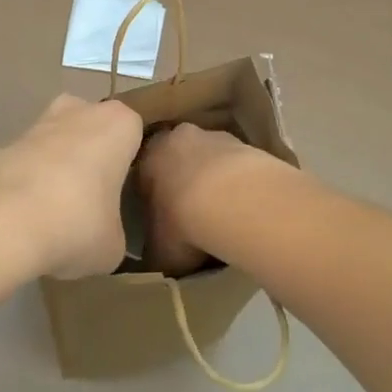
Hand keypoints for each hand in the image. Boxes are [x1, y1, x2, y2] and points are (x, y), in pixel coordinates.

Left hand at [0, 95, 142, 278]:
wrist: (1, 220)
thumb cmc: (77, 222)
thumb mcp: (113, 245)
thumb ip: (114, 232)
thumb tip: (102, 238)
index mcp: (119, 123)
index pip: (135, 131)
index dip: (131, 160)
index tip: (127, 189)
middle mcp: (81, 111)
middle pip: (92, 127)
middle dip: (92, 154)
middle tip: (94, 196)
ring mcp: (40, 123)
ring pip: (58, 141)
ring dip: (58, 167)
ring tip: (58, 212)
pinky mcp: (5, 144)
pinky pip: (29, 162)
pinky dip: (29, 182)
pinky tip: (28, 217)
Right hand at [137, 123, 296, 275]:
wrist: (233, 200)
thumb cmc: (183, 222)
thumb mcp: (157, 249)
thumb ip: (154, 247)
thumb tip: (156, 254)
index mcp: (149, 157)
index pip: (144, 174)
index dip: (153, 198)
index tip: (161, 219)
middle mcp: (178, 138)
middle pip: (179, 159)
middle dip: (184, 180)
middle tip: (191, 213)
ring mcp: (215, 137)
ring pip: (210, 159)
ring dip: (214, 179)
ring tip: (222, 213)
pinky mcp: (246, 144)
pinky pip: (237, 166)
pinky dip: (238, 183)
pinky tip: (244, 207)